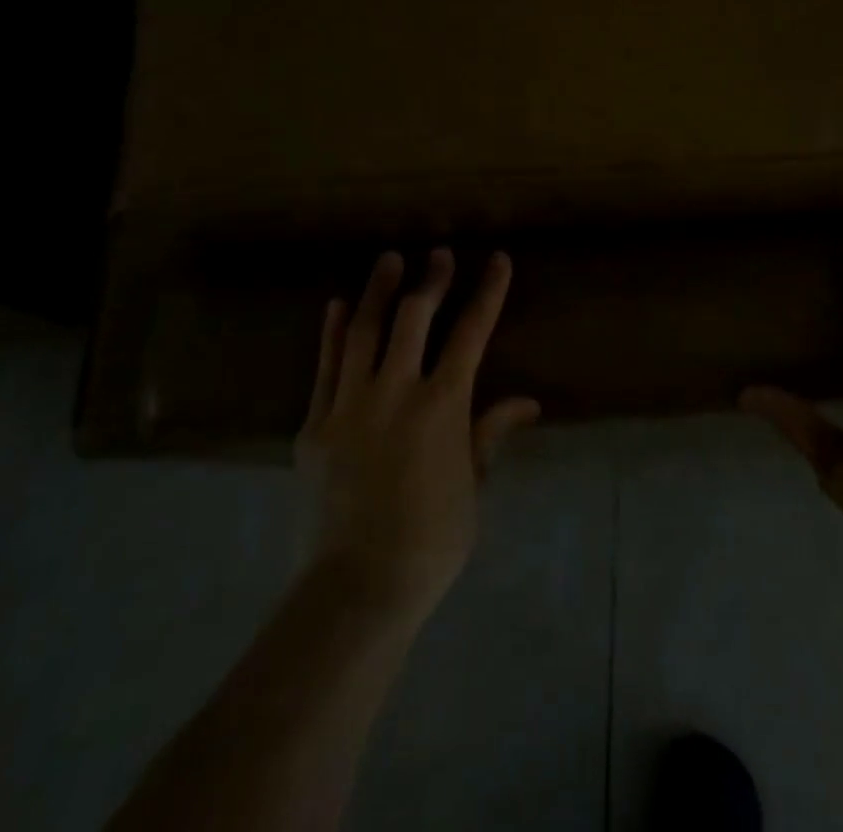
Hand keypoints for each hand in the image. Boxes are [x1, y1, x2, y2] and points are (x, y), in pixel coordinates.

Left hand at [295, 249, 539, 620]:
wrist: (357, 587)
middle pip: (415, 318)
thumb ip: (490, 433)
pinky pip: (325, 366)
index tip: (496, 259)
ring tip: (388, 260)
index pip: (471, 332)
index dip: (487, 292)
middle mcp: (395, 391)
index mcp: (442, 405)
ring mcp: (350, 404)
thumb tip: (527, 402)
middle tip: (438, 255)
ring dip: (379, 291)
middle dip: (431, 280)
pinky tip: (339, 306)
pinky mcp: (315, 425)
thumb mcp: (472, 484)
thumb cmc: (431, 540)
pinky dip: (333, 332)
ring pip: (364, 331)